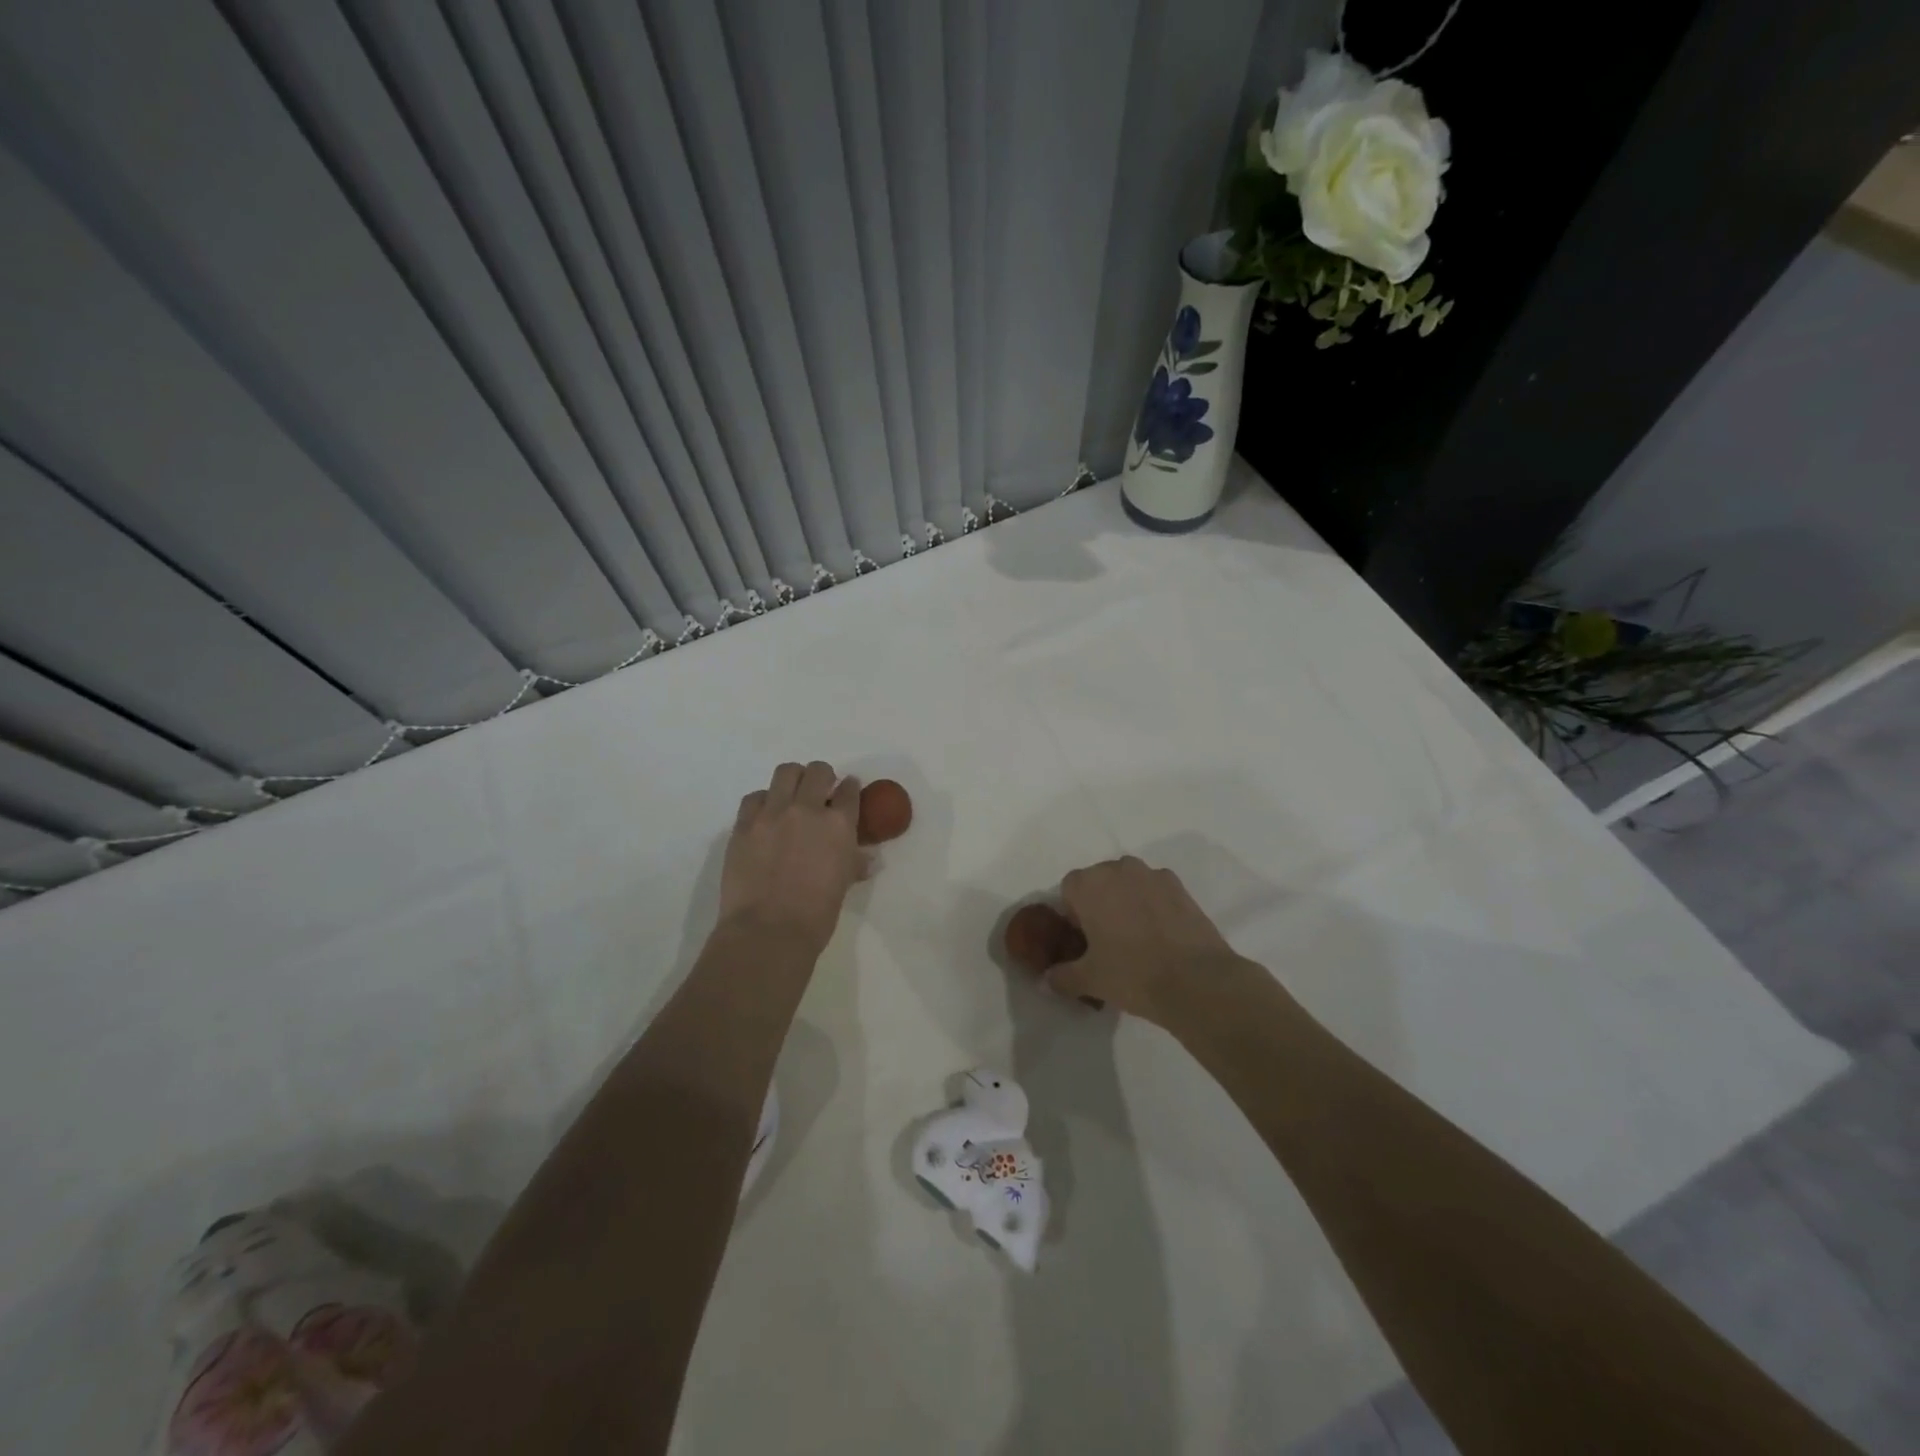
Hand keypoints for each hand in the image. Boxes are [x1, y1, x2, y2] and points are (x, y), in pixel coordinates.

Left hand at [718, 762, 867, 953]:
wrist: (768, 931)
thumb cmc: (817, 916)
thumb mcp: (844, 885)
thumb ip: (854, 863)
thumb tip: (867, 860)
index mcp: (839, 825)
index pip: (850, 790)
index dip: (850, 789)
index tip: (847, 793)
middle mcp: (807, 809)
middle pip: (818, 771)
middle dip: (823, 777)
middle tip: (820, 793)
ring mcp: (772, 813)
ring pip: (785, 772)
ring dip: (794, 780)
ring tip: (792, 796)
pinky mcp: (744, 824)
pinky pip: (754, 797)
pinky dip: (764, 801)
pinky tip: (765, 817)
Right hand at [1046, 857, 1245, 1023]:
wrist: (1196, 980)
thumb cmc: (1131, 974)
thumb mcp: (1089, 980)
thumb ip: (1061, 976)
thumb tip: (1047, 980)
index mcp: (1088, 884)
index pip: (1068, 890)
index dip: (1072, 915)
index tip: (1083, 941)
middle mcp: (1119, 869)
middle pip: (1099, 882)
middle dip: (1099, 905)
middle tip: (1107, 942)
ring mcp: (1153, 875)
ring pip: (1129, 884)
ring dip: (1127, 902)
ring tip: (1137, 939)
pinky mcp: (1181, 887)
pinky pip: (1156, 892)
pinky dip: (1154, 906)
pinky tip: (1161, 937)